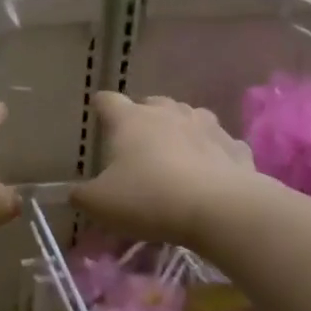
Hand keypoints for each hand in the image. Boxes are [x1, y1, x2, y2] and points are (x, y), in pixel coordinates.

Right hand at [72, 92, 256, 247]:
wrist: (219, 209)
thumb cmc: (148, 199)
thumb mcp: (100, 204)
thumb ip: (82, 196)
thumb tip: (75, 193)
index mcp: (130, 120)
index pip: (108, 101)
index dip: (100, 106)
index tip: (97, 112)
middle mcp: (168, 113)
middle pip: (152, 104)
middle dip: (143, 117)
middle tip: (137, 141)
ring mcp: (206, 126)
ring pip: (189, 117)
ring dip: (180, 129)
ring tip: (175, 151)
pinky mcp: (235, 147)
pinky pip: (219, 144)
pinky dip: (212, 153)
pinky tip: (209, 171)